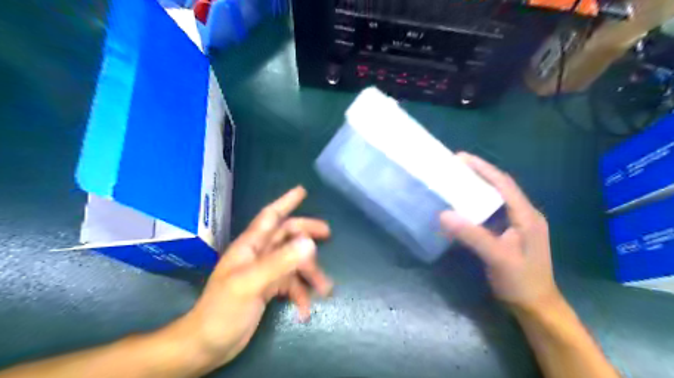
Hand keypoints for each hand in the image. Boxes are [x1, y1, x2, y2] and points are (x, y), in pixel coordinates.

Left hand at [174, 188, 330, 370]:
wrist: (207, 345)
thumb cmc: (222, 310)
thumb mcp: (250, 284)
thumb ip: (279, 262)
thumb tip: (309, 243)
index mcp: (250, 246)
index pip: (270, 217)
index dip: (285, 202)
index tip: (302, 191)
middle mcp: (259, 255)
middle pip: (287, 236)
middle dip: (307, 234)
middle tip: (328, 234)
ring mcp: (265, 272)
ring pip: (294, 263)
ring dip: (310, 274)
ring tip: (325, 290)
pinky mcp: (268, 290)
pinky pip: (291, 285)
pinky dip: (300, 295)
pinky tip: (304, 311)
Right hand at [437, 152, 558, 312]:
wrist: (536, 306)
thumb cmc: (521, 281)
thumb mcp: (497, 257)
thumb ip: (472, 235)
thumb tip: (443, 214)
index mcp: (526, 215)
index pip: (503, 183)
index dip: (482, 168)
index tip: (460, 158)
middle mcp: (524, 214)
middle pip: (500, 186)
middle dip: (478, 173)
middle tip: (454, 166)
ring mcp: (518, 224)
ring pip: (496, 198)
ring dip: (477, 187)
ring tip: (456, 180)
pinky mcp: (510, 233)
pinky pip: (492, 211)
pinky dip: (477, 203)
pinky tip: (463, 205)